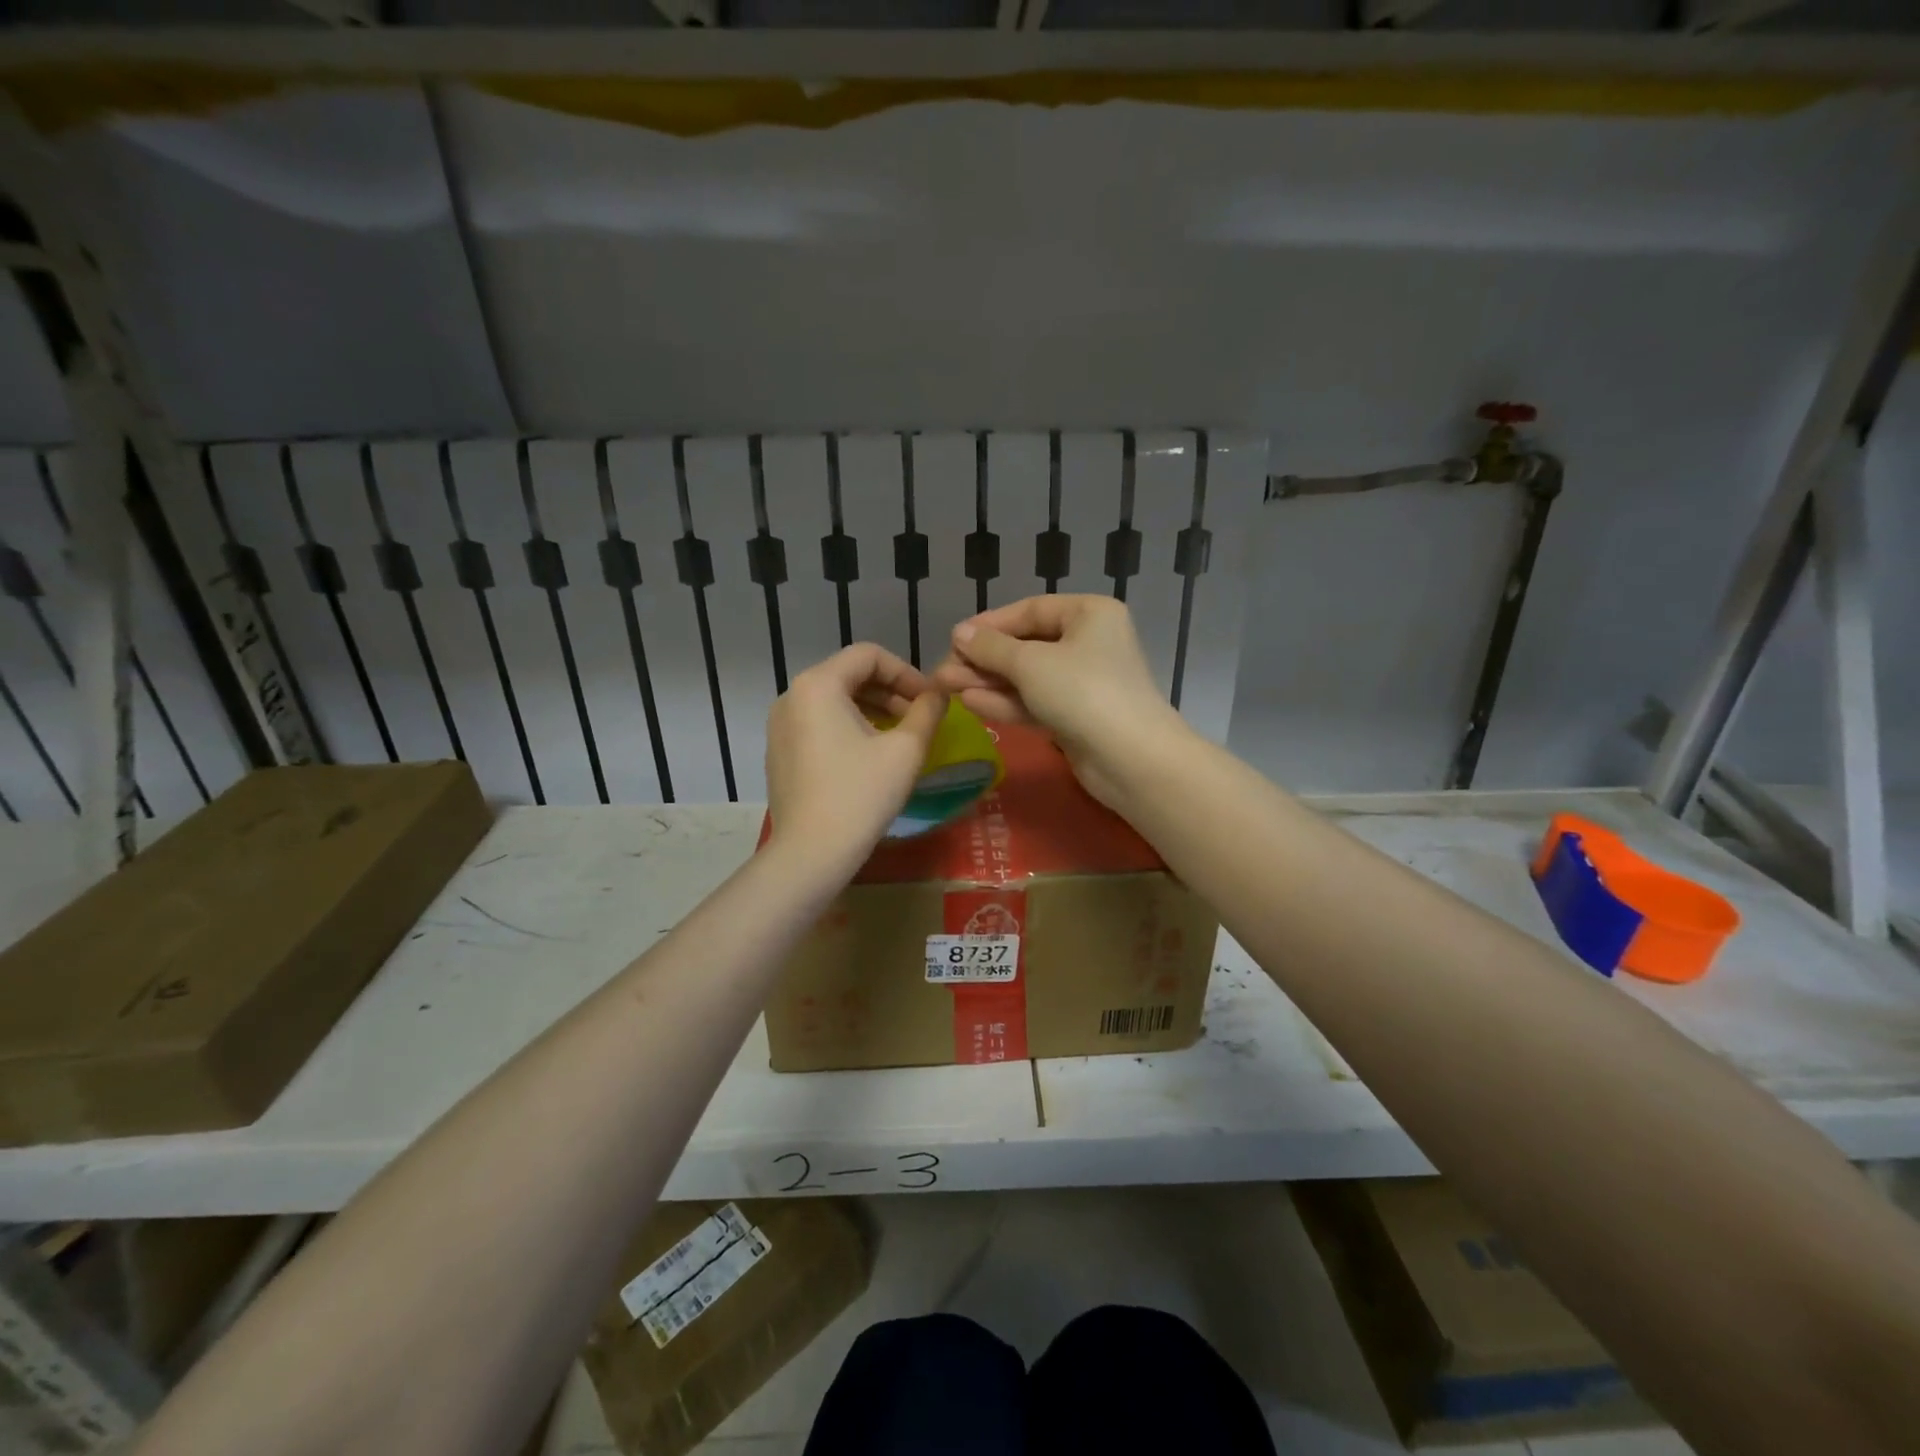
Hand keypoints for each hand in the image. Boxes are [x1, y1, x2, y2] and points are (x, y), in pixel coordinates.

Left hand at [765, 644, 945, 881]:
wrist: (811, 853)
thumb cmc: (861, 794)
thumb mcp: (906, 749)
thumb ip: (928, 711)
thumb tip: (940, 694)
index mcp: (818, 684)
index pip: (870, 656)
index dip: (907, 672)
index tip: (931, 700)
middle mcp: (791, 695)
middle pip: (849, 675)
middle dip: (890, 692)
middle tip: (921, 718)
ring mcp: (779, 726)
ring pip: (834, 701)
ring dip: (872, 710)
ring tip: (901, 736)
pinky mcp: (779, 752)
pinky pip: (818, 724)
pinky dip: (848, 728)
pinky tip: (870, 756)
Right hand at [931, 595, 1190, 809]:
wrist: (1130, 759)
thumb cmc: (1082, 692)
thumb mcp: (1030, 664)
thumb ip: (991, 648)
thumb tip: (959, 633)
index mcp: (1088, 614)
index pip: (1030, 610)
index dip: (989, 624)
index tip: (953, 638)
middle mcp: (1089, 642)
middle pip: (1026, 645)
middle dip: (983, 659)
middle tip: (943, 670)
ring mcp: (1083, 682)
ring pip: (1027, 677)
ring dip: (987, 682)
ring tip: (945, 687)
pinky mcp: (1076, 716)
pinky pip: (1035, 701)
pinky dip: (1005, 702)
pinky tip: (970, 703)